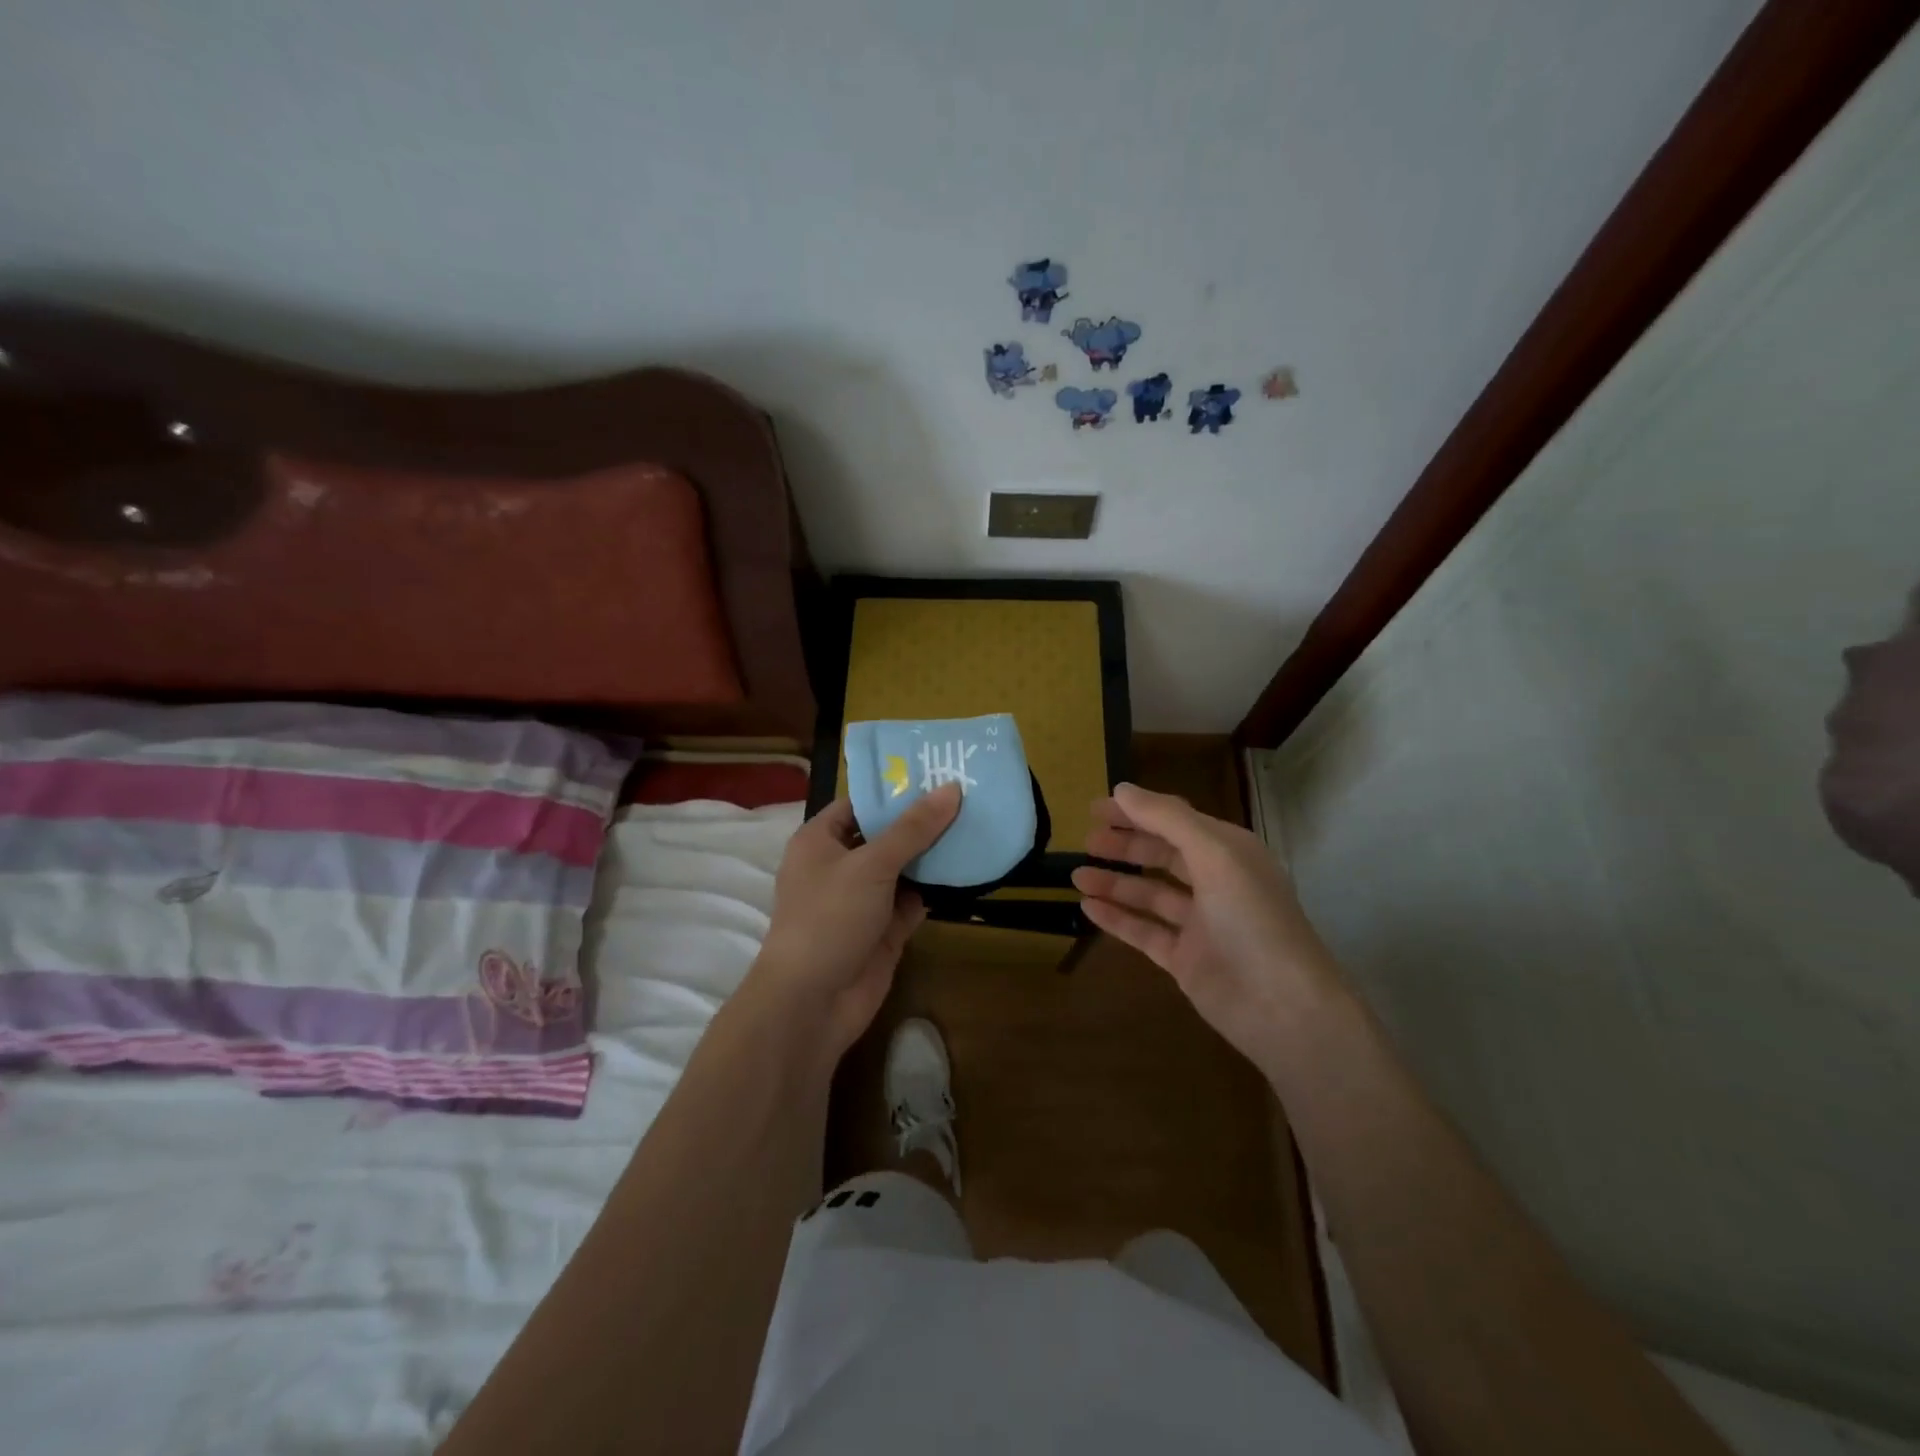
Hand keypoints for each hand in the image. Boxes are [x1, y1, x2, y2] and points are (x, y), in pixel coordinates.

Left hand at [746, 785, 962, 1062]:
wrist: (813, 1002)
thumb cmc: (830, 917)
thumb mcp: (871, 864)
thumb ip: (913, 828)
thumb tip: (951, 788)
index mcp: (820, 841)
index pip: (859, 804)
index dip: (894, 790)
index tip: (935, 774)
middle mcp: (840, 866)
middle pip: (885, 835)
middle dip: (921, 821)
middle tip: (968, 796)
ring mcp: (863, 900)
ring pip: (903, 868)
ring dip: (933, 855)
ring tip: (977, 824)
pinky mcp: (884, 930)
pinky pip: (913, 901)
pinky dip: (935, 889)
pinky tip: (968, 869)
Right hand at [1071, 783, 1342, 1069]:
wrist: (1282, 1007)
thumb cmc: (1252, 918)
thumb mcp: (1214, 855)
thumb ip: (1167, 819)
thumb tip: (1122, 789)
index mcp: (1229, 852)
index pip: (1176, 821)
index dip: (1137, 811)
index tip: (1096, 808)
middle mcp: (1216, 883)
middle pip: (1162, 855)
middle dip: (1125, 845)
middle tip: (1086, 841)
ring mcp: (1200, 924)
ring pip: (1150, 894)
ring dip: (1115, 882)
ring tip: (1076, 875)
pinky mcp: (1185, 959)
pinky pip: (1144, 931)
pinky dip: (1117, 918)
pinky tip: (1088, 908)